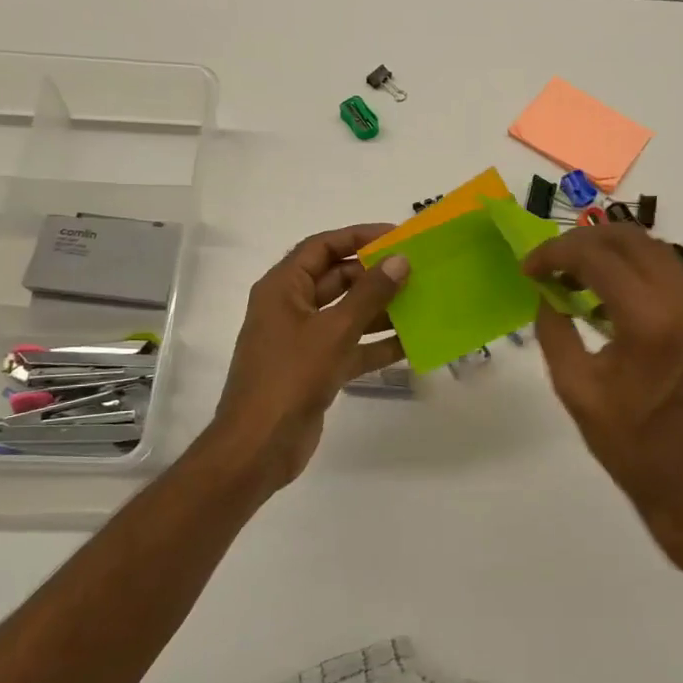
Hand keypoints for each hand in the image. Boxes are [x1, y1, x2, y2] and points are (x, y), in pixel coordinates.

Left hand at [209, 224, 409, 493]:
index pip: (322, 247)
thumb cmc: (290, 377)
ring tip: (422, 303)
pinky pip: (351, 347)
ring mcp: (304, 341)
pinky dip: (377, 345)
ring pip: (348, 314)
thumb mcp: (334, 331)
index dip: (358, 236)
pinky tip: (412, 344)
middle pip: (337, 279)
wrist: (260, 446)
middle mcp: (291, 308)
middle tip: (417, 271)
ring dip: (381, 310)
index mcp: (283, 288)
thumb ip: (369, 294)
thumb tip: (400, 260)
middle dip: (375, 275)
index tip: (397, 236)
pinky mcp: (317, 369)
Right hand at [523, 223, 682, 570]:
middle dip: (581, 241)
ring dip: (609, 248)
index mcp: (648, 321)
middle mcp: (680, 302)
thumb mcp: (575, 387)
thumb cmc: (627, 442)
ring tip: (572, 271)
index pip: (597, 257)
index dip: (555, 253)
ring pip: (651, 246)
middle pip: (628, 239)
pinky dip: (632, 264)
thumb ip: (554, 330)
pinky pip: (666, 268)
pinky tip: (605, 288)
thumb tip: (546, 292)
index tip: (528, 268)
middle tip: (548, 263)